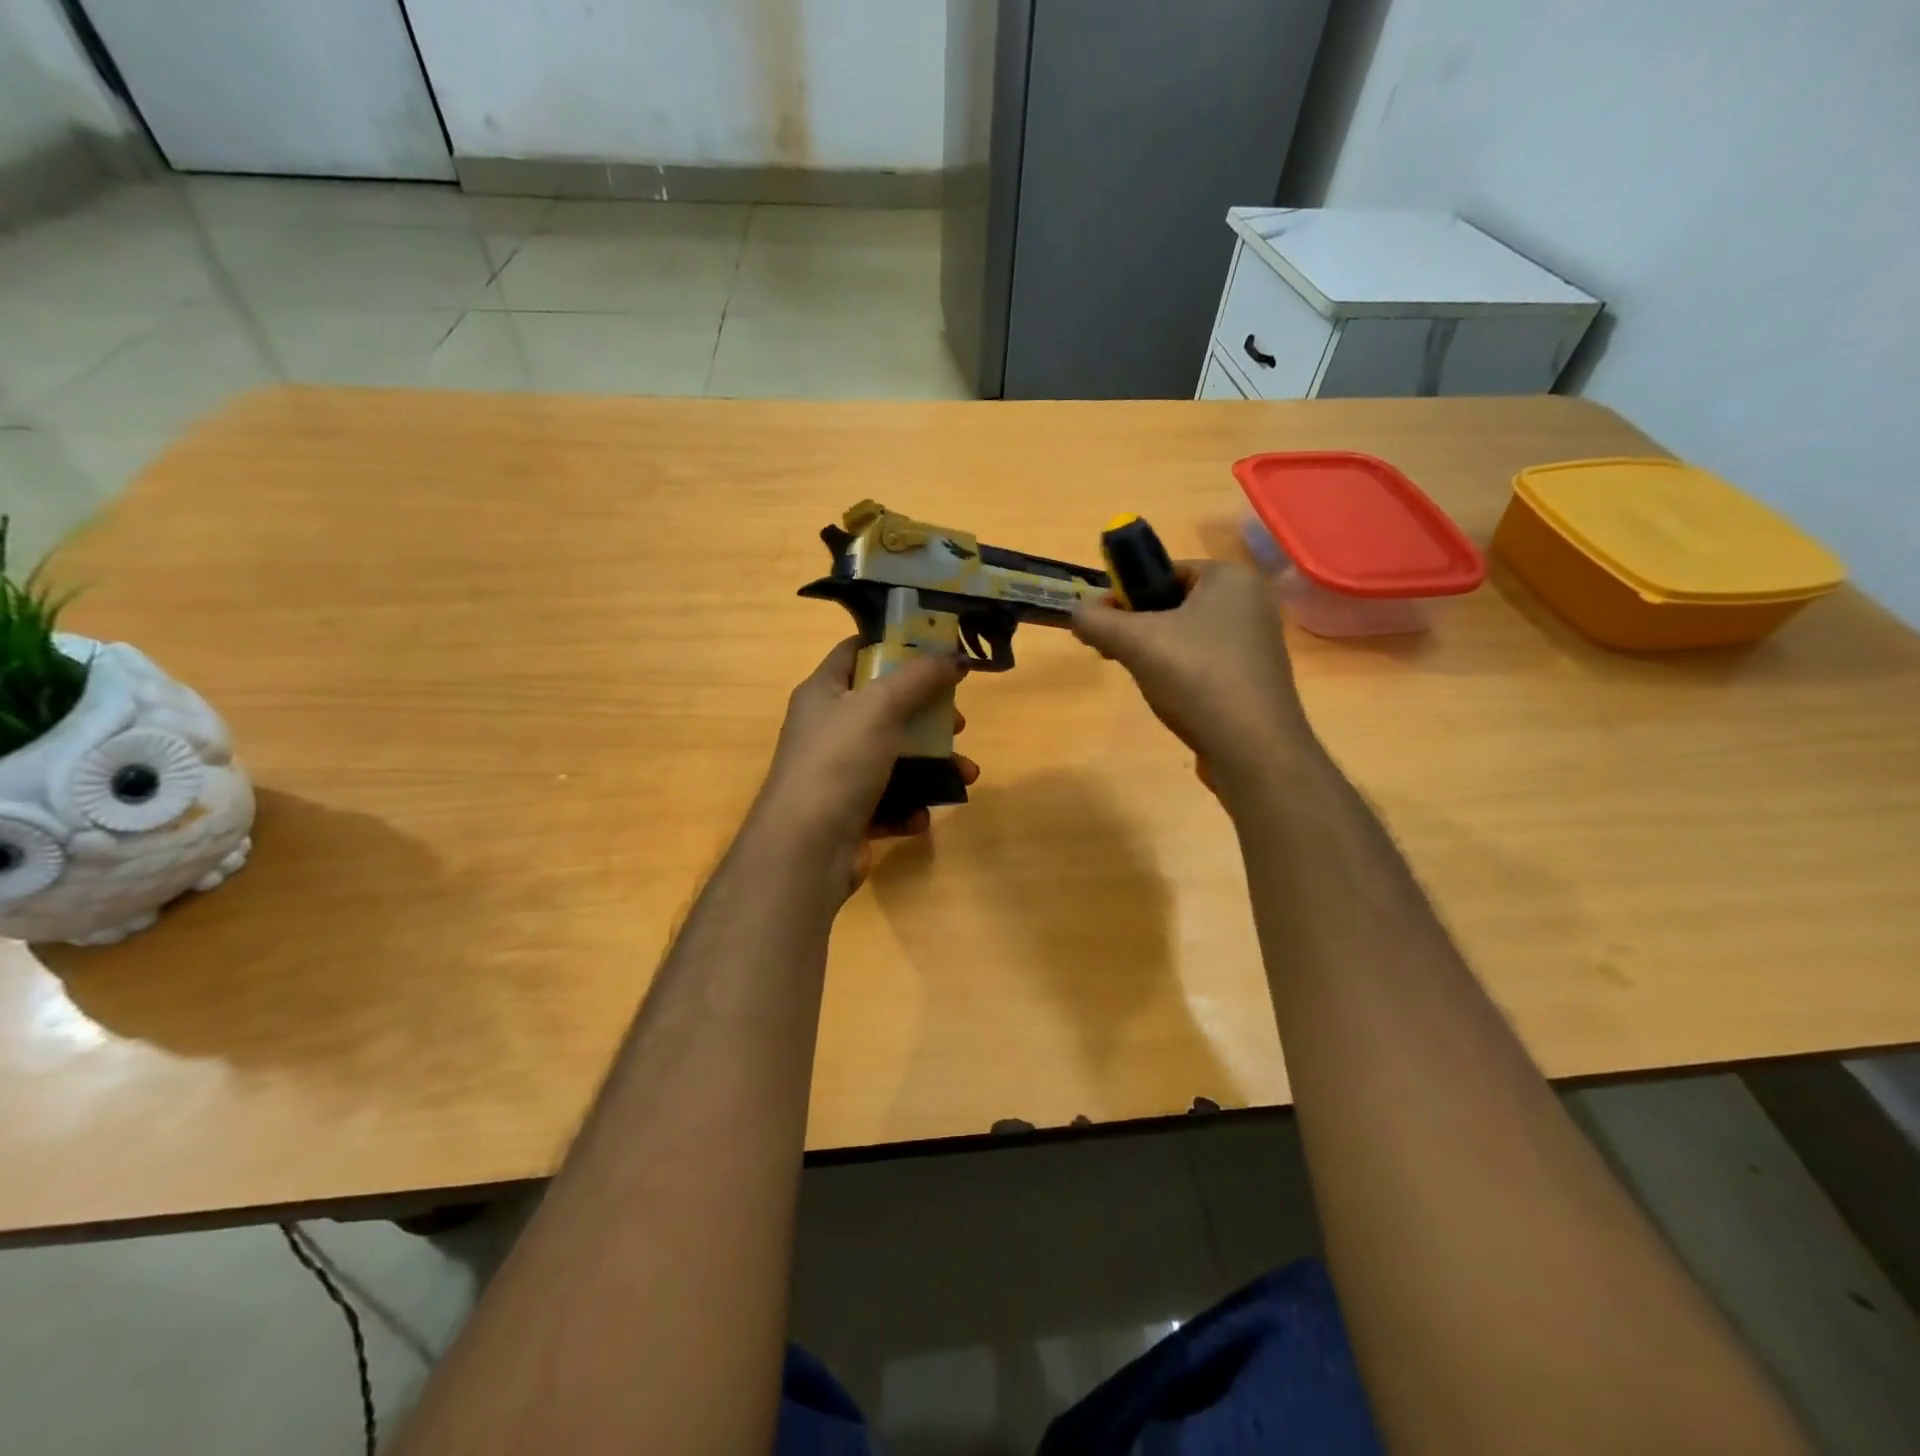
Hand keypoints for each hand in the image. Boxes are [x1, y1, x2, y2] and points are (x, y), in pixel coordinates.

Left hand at [747, 638, 978, 897]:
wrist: (806, 849)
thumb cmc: (839, 762)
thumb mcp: (880, 706)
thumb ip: (920, 676)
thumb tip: (956, 655)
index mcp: (823, 692)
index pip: (857, 651)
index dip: (896, 645)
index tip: (938, 651)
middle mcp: (828, 729)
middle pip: (886, 707)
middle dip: (928, 714)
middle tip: (958, 721)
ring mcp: (839, 773)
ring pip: (896, 757)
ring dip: (934, 765)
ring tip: (966, 774)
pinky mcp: (851, 812)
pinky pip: (890, 800)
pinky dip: (911, 805)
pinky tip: (923, 814)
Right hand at [1072, 561, 1314, 795]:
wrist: (1253, 750)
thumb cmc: (1197, 679)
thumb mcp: (1135, 643)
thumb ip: (1097, 621)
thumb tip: (1076, 612)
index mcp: (1230, 578)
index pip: (1164, 572)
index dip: (1125, 594)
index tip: (1101, 624)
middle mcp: (1250, 603)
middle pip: (1173, 604)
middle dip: (1137, 627)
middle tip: (1112, 653)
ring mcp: (1255, 642)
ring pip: (1187, 636)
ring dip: (1155, 652)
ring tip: (1140, 677)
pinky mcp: (1253, 678)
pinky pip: (1204, 662)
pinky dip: (1180, 673)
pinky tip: (1168, 696)